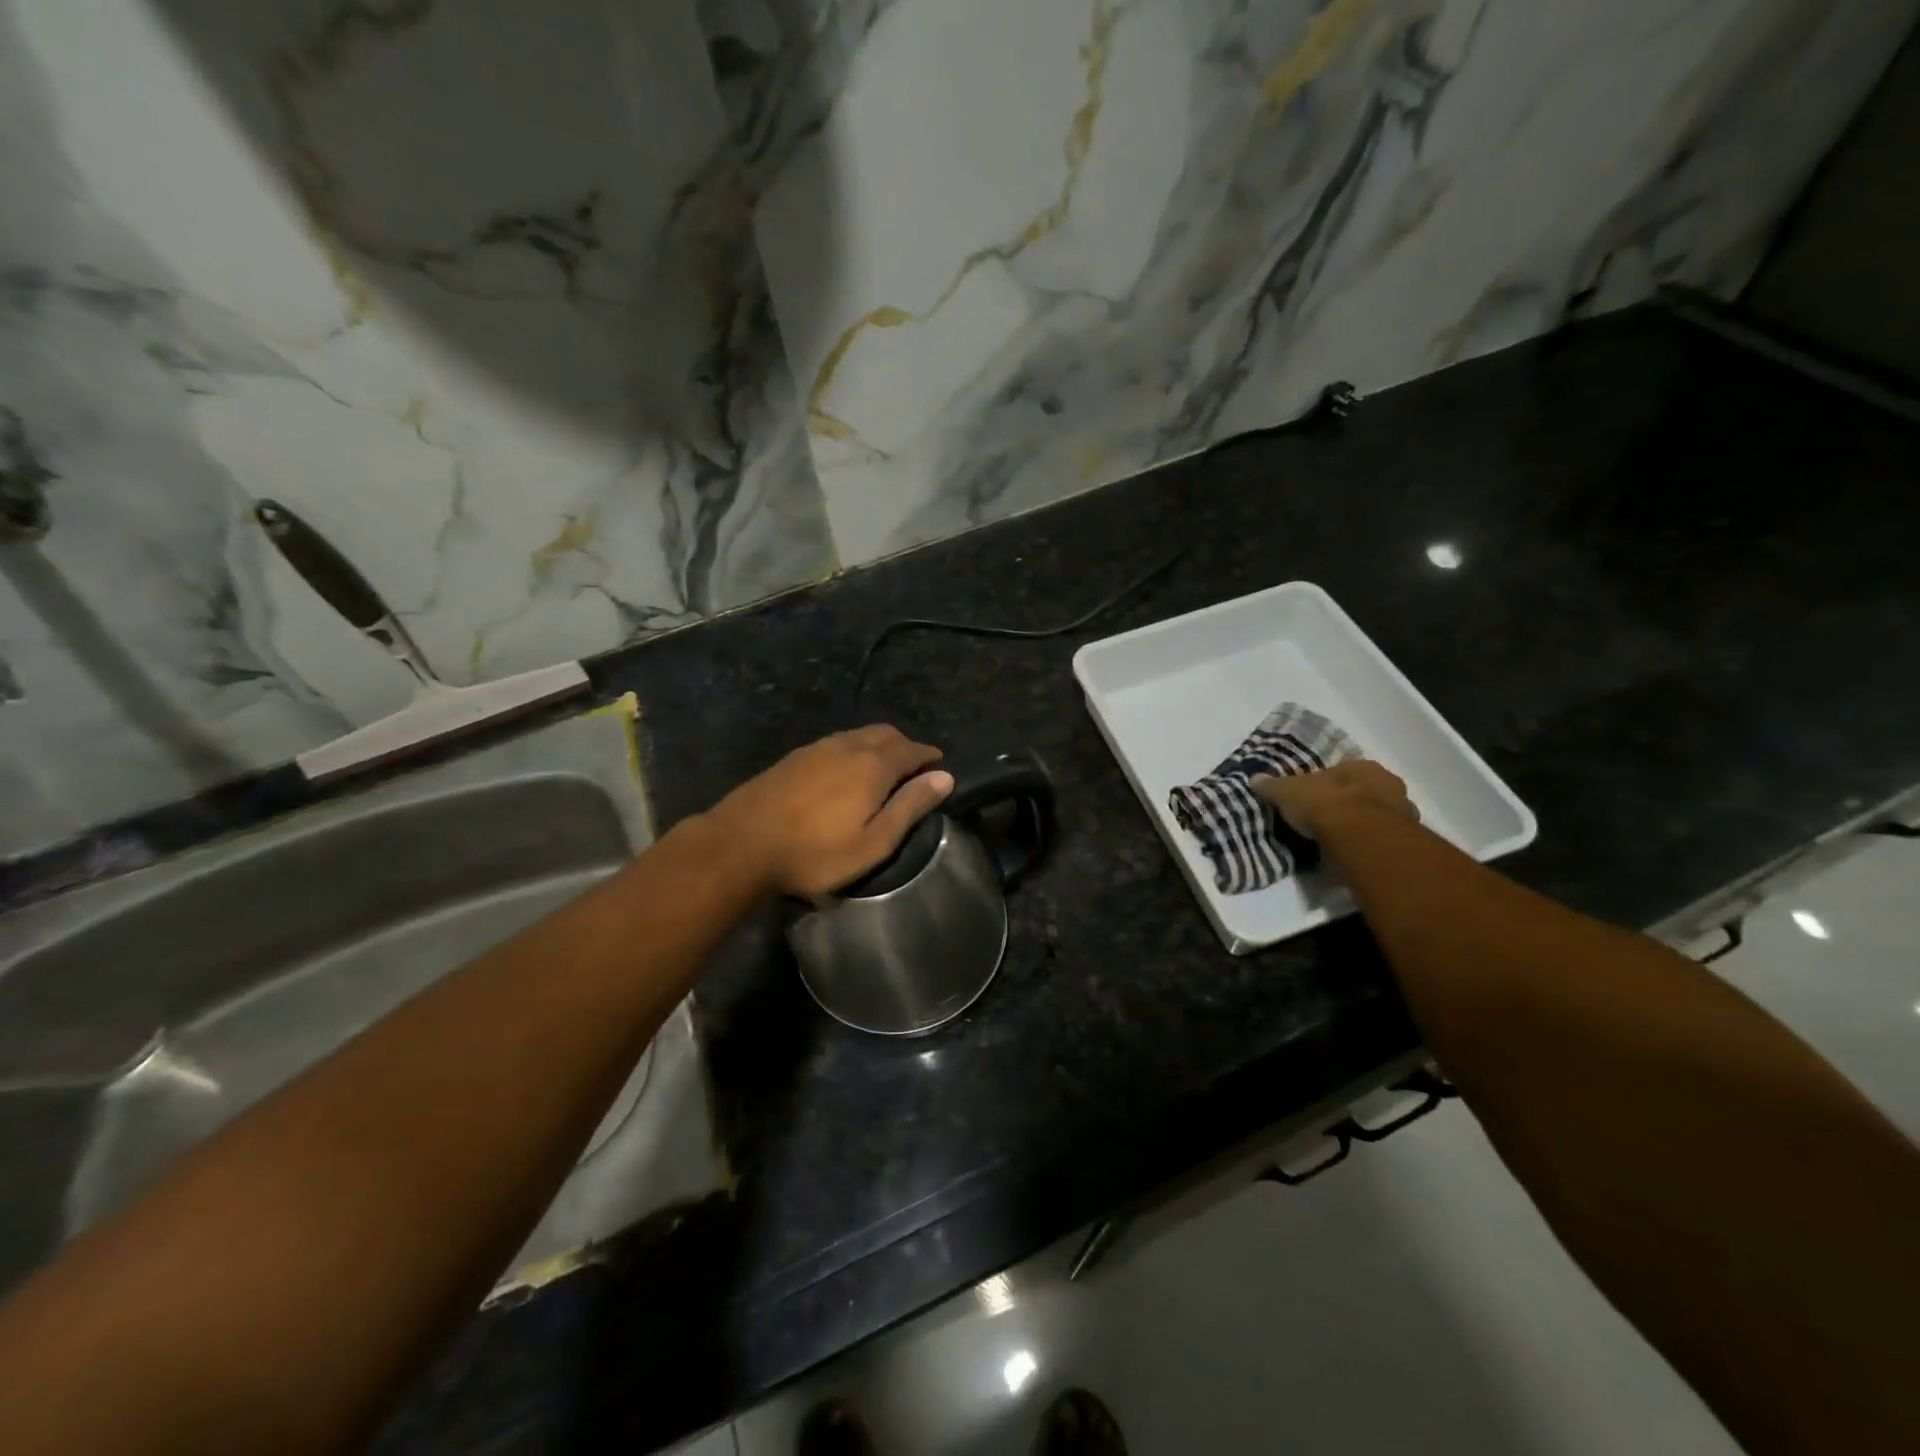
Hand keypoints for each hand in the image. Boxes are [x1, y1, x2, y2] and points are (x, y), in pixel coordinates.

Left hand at [708, 726, 954, 897]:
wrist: (741, 844)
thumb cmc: (815, 852)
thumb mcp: (873, 842)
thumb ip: (910, 807)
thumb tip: (945, 776)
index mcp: (873, 765)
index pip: (912, 750)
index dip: (929, 756)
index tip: (940, 764)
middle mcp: (849, 746)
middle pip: (886, 734)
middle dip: (906, 745)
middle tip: (915, 766)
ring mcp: (818, 748)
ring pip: (859, 735)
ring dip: (879, 744)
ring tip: (884, 767)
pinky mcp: (795, 757)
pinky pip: (837, 742)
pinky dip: (855, 748)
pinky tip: (846, 770)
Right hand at [1253, 760, 1418, 840]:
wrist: (1361, 839)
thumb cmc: (1326, 805)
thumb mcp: (1288, 792)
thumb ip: (1273, 786)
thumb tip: (1255, 779)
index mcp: (1362, 767)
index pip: (1341, 771)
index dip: (1325, 784)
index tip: (1311, 798)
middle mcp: (1388, 785)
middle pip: (1364, 793)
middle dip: (1347, 804)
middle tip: (1325, 820)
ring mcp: (1402, 814)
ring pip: (1377, 817)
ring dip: (1362, 826)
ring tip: (1338, 842)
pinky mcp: (1404, 842)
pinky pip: (1381, 840)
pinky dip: (1368, 846)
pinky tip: (1352, 855)